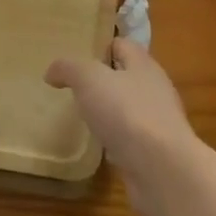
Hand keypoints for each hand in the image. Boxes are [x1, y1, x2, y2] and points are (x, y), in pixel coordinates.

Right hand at [46, 39, 200, 214]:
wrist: (163, 171)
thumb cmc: (126, 112)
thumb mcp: (89, 79)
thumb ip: (68, 68)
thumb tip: (52, 72)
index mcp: (143, 64)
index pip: (121, 45)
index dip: (98, 47)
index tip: (75, 57)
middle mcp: (154, 90)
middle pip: (125, 77)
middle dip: (101, 81)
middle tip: (73, 87)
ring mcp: (157, 123)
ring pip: (127, 109)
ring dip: (108, 113)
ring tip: (81, 117)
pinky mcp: (155, 153)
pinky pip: (130, 139)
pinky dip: (115, 141)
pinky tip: (98, 147)